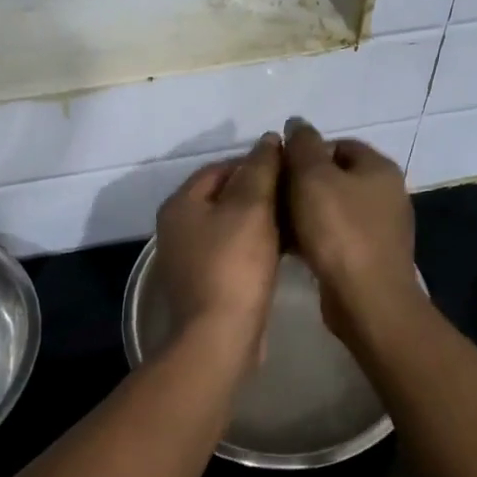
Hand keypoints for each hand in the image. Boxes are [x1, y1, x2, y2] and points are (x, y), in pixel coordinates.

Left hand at [154, 134, 283, 360]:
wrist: (219, 337)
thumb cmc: (234, 265)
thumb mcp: (251, 208)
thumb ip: (261, 169)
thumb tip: (268, 139)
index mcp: (181, 204)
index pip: (220, 167)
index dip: (256, 162)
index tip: (290, 168)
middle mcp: (178, 227)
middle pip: (224, 195)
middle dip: (261, 191)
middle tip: (298, 193)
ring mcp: (190, 257)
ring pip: (231, 225)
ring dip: (262, 219)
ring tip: (297, 217)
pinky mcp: (207, 282)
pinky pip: (234, 251)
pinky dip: (257, 244)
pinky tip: (285, 248)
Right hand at [283, 119, 423, 344]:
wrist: (367, 299)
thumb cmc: (339, 231)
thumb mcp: (313, 177)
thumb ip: (302, 145)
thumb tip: (297, 122)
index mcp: (378, 168)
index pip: (338, 144)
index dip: (306, 151)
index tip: (279, 168)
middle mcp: (386, 193)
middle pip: (335, 177)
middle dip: (302, 184)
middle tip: (273, 195)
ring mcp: (381, 228)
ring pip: (333, 208)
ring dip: (305, 212)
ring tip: (276, 222)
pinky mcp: (370, 257)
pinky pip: (336, 237)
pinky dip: (315, 237)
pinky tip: (292, 248)